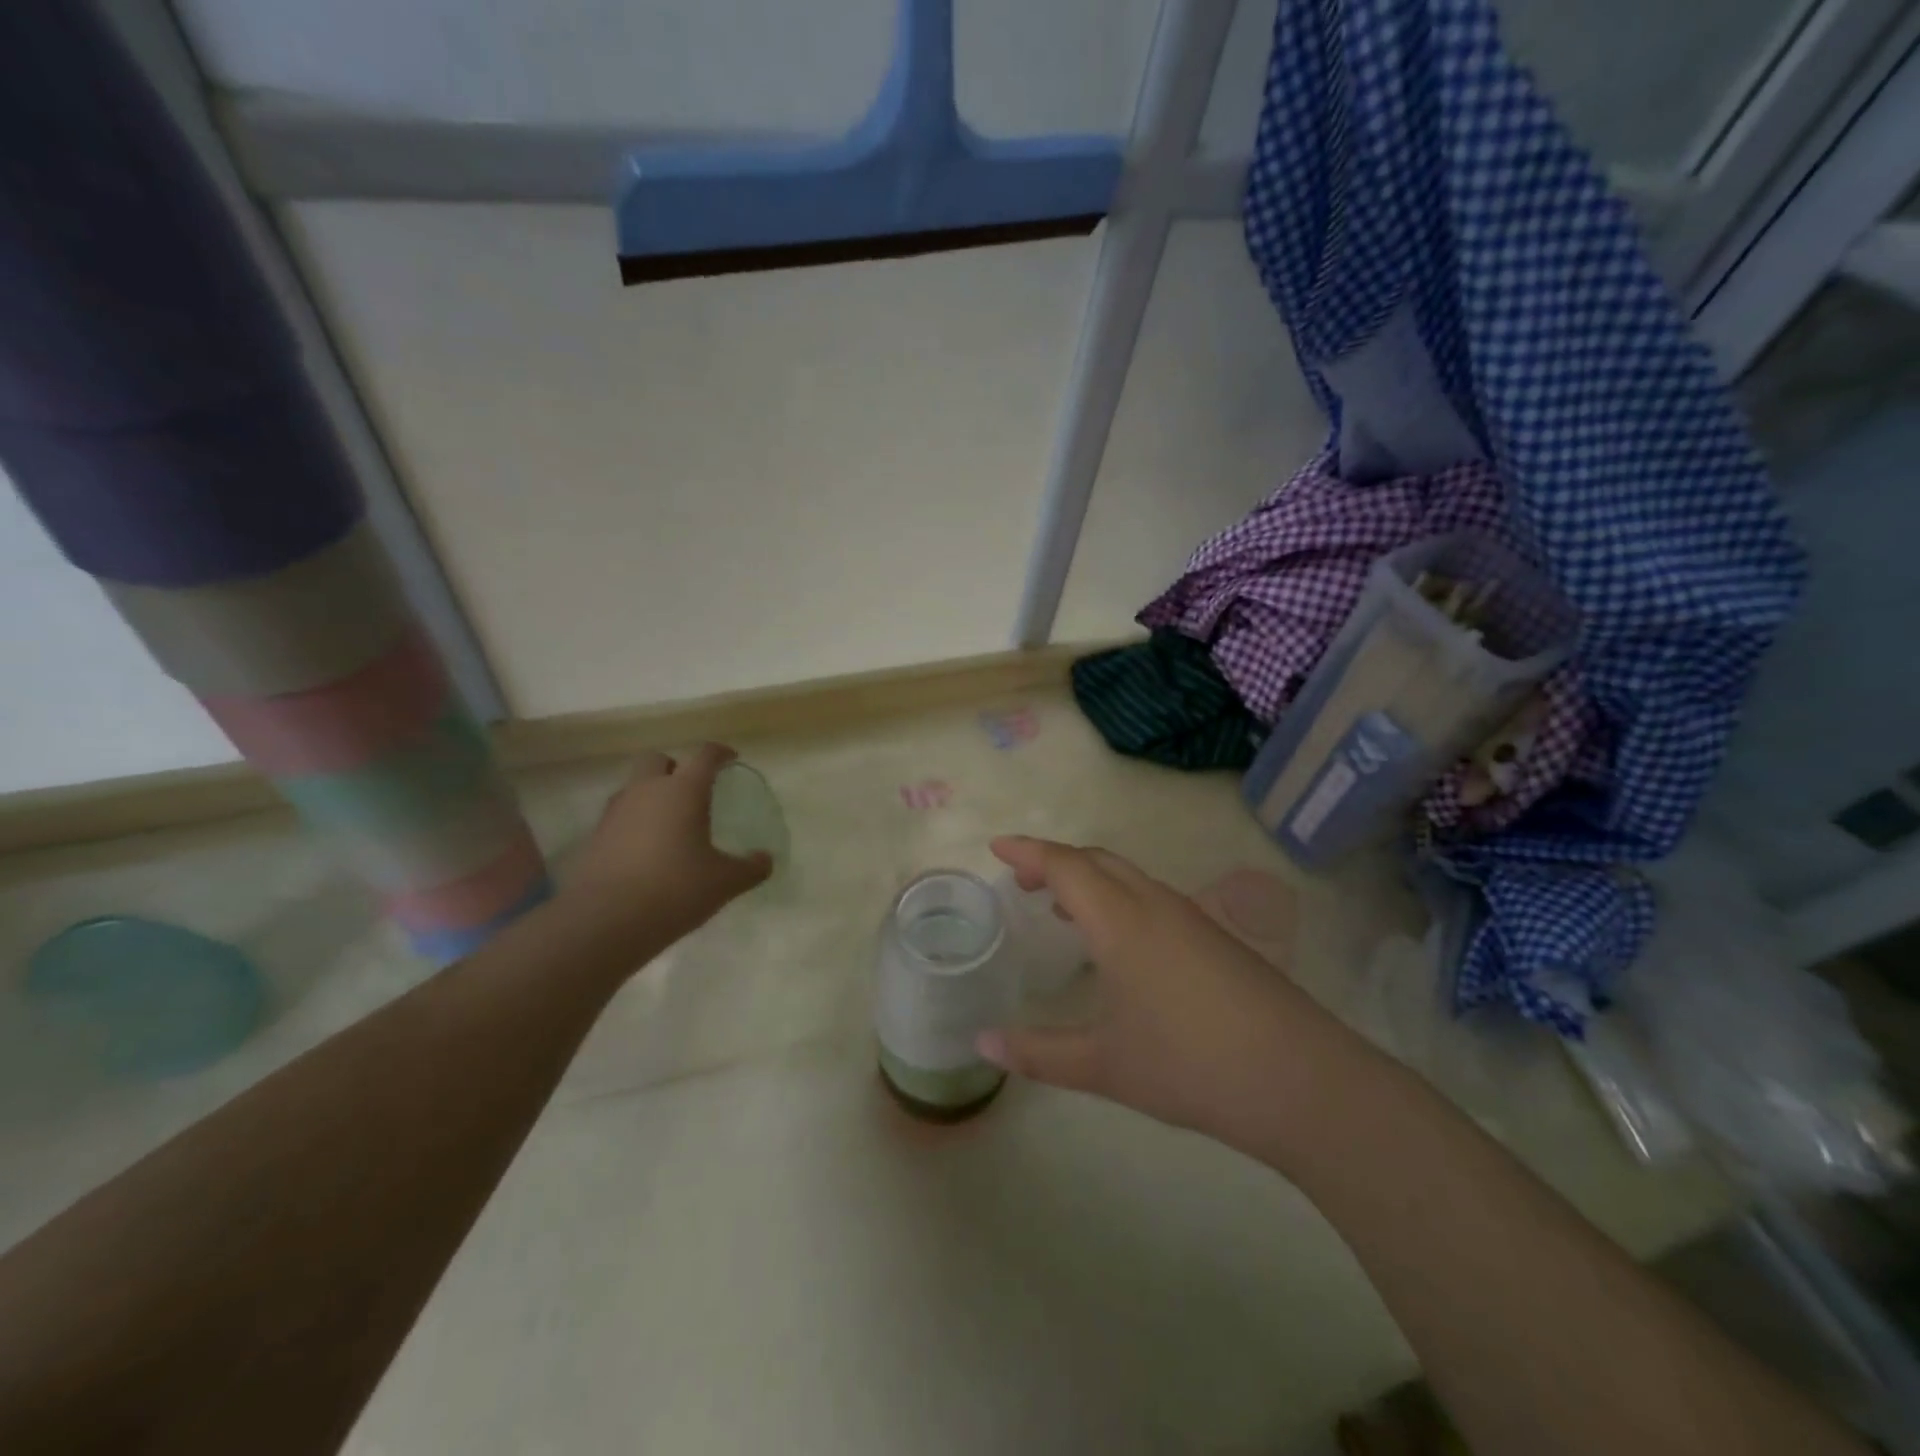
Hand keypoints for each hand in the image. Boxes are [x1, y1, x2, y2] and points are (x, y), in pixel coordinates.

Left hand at [560, 744, 772, 954]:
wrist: (605, 921)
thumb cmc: (675, 889)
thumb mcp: (724, 882)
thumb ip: (750, 868)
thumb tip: (765, 860)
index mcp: (683, 791)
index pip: (704, 755)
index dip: (720, 753)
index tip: (730, 758)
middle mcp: (647, 791)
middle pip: (657, 760)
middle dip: (675, 767)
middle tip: (692, 789)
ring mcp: (616, 812)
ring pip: (634, 787)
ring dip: (651, 795)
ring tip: (669, 822)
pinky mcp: (596, 837)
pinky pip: (619, 816)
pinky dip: (634, 822)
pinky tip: (646, 849)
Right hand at [978, 837, 1349, 1158]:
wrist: (1301, 1081)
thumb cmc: (1190, 1066)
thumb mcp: (1104, 1065)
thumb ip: (1038, 1053)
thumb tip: (982, 1044)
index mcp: (1121, 921)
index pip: (1066, 866)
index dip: (1028, 852)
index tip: (997, 847)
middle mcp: (1155, 905)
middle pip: (1098, 860)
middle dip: (1055, 861)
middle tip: (1022, 882)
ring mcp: (1192, 918)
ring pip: (1129, 877)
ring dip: (1090, 879)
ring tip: (1061, 908)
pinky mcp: (1218, 938)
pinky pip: (1153, 898)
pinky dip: (1119, 899)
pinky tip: (1119, 942)